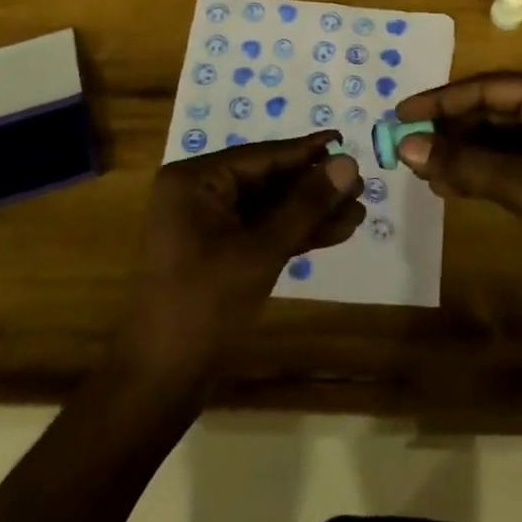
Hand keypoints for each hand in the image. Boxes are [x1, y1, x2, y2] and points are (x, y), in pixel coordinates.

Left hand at [118, 133, 363, 378]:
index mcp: (195, 180)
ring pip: (268, 208)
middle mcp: (198, 193)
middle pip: (267, 180)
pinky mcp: (217, 253)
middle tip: (361, 186)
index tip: (347, 140)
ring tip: (358, 212)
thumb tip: (348, 163)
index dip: (308, 152)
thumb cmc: (205, 304)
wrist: (160, 381)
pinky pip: (261, 231)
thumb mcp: (261, 250)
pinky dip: (294, 233)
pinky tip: (336, 232)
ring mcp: (206, 225)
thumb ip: (305, 204)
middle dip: (314, 187)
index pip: (262, 156)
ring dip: (310, 212)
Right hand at [395, 74, 521, 301]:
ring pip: (498, 139)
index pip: (489, 87)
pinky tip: (451, 188)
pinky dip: (482, 173)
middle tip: (409, 149)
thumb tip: (406, 146)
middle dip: (451, 131)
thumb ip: (464, 163)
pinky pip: (511, 163)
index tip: (402, 113)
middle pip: (492, 111)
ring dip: (463, 154)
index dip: (442, 100)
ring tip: (425, 173)